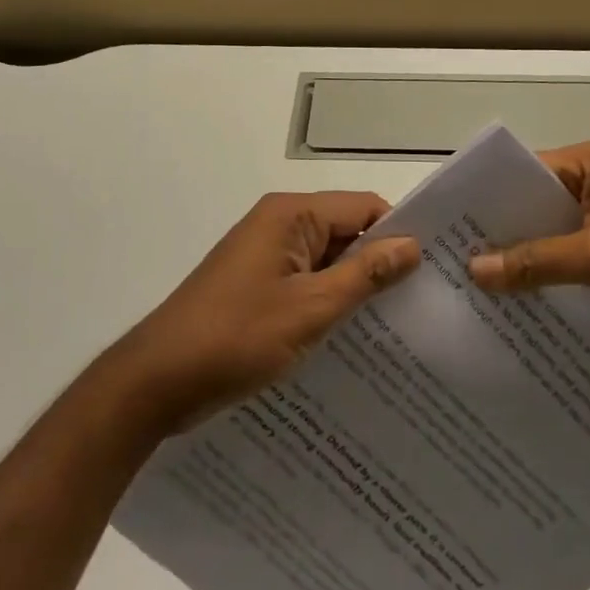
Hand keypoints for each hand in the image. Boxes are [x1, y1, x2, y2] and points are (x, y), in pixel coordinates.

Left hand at [104, 192, 419, 433]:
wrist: (156, 381)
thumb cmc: (235, 338)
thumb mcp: (310, 309)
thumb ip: (364, 274)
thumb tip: (412, 245)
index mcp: (291, 214)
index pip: (363, 207)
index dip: (399, 234)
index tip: (434, 271)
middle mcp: (279, 223)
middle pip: (346, 231)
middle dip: (380, 264)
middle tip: (424, 305)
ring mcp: (265, 254)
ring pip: (327, 260)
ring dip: (355, 288)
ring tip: (398, 328)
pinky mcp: (256, 283)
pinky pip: (305, 282)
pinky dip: (328, 302)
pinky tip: (353, 339)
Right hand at [467, 141, 589, 349]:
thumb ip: (538, 261)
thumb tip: (473, 269)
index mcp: (587, 165)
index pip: (520, 174)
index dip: (485, 200)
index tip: (446, 230)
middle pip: (532, 208)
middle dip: (499, 237)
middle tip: (450, 269)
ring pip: (550, 240)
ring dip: (524, 264)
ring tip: (473, 296)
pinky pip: (571, 264)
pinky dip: (549, 283)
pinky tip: (519, 314)